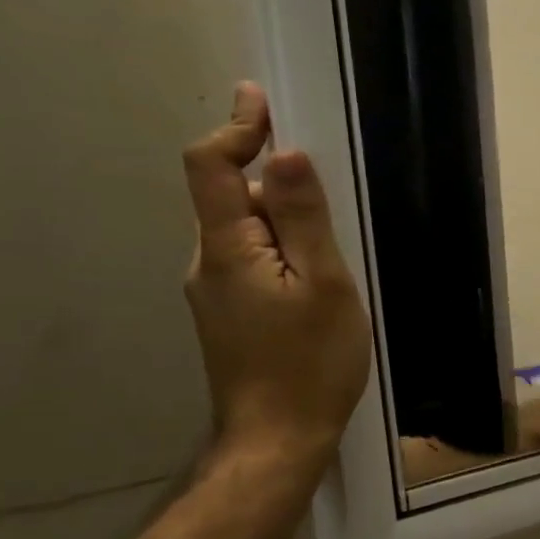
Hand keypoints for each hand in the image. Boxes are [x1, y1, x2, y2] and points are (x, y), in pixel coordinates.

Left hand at [182, 83, 371, 473]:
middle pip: (231, 199)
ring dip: (282, 225)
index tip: (260, 100)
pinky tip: (316, 286)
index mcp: (226, 248)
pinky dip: (279, 254)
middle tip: (330, 197)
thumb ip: (302, 219)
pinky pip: (250, 264)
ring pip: (245, 235)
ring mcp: (213, 293)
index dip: (234, 128)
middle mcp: (207, 262)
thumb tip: (285, 155)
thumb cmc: (310, 362)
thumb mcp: (323, 285)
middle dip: (273, 184)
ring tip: (333, 255)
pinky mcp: (227, 317)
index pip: (209, 167)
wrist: (278, 438)